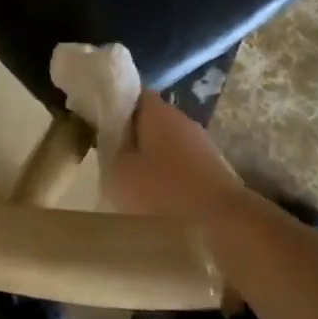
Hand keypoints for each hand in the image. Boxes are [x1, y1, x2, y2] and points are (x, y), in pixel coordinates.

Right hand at [105, 91, 245, 221]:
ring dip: (147, 156)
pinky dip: (165, 174)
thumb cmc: (163, 193)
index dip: (110, 102)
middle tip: (104, 153)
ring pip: (164, 142)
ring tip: (127, 179)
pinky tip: (154, 196)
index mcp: (157, 111)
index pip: (130, 92)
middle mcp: (182, 120)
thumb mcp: (119, 172)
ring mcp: (201, 144)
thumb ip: (108, 148)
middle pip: (147, 118)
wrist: (225, 225)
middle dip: (127, 133)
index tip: (92, 119)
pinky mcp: (212, 170)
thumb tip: (108, 136)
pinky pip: (179, 164)